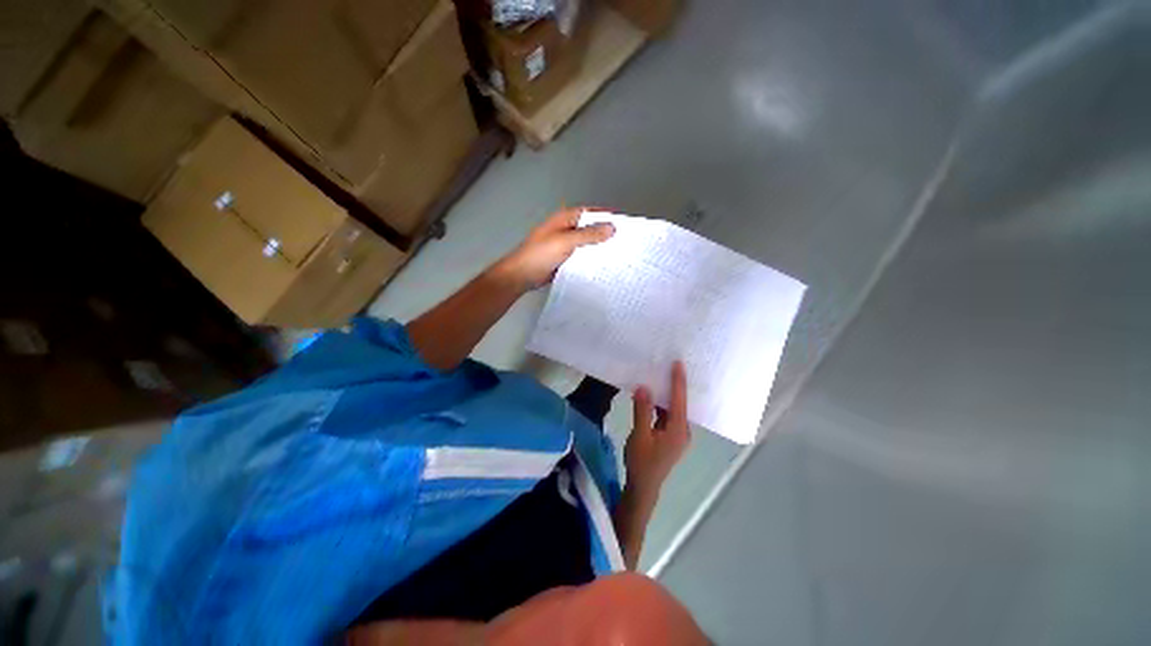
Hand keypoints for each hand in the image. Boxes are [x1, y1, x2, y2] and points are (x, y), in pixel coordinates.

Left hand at [493, 208, 614, 290]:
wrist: (522, 275)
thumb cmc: (540, 254)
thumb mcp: (566, 241)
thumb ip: (588, 235)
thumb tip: (612, 227)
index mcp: (565, 219)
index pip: (590, 212)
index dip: (606, 215)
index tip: (624, 223)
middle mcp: (566, 230)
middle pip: (590, 228)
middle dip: (605, 233)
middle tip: (626, 241)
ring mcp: (565, 246)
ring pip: (587, 244)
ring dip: (600, 248)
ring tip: (620, 254)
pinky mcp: (565, 260)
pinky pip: (582, 257)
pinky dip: (592, 259)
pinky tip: (605, 267)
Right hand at [624, 361, 690, 501]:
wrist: (643, 488)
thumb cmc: (642, 463)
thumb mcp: (640, 436)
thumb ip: (642, 411)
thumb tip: (644, 388)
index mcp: (678, 431)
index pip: (679, 401)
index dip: (678, 381)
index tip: (679, 364)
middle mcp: (682, 431)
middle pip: (680, 404)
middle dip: (675, 385)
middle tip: (669, 365)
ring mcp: (677, 435)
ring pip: (673, 409)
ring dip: (666, 395)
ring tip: (659, 376)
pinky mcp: (670, 437)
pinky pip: (667, 415)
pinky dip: (660, 405)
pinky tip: (652, 397)